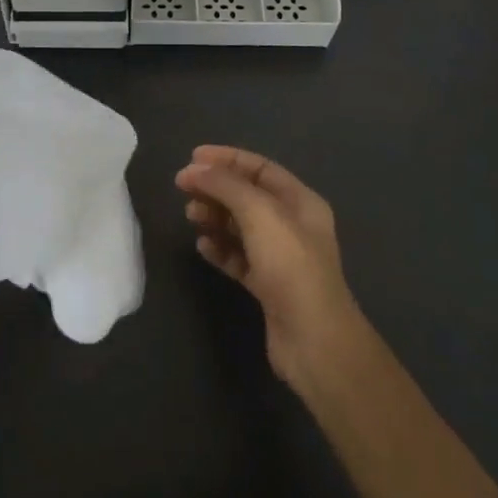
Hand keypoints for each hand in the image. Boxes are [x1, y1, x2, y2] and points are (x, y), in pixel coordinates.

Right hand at [176, 145, 363, 386]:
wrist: (314, 340)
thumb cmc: (290, 265)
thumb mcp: (259, 212)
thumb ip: (225, 185)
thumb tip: (193, 169)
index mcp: (300, 201)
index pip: (260, 168)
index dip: (226, 159)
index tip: (192, 158)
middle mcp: (292, 225)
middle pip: (247, 196)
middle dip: (215, 188)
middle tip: (183, 188)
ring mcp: (280, 258)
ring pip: (240, 227)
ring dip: (214, 217)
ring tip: (190, 217)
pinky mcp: (267, 286)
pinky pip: (238, 258)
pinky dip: (219, 249)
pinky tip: (202, 247)